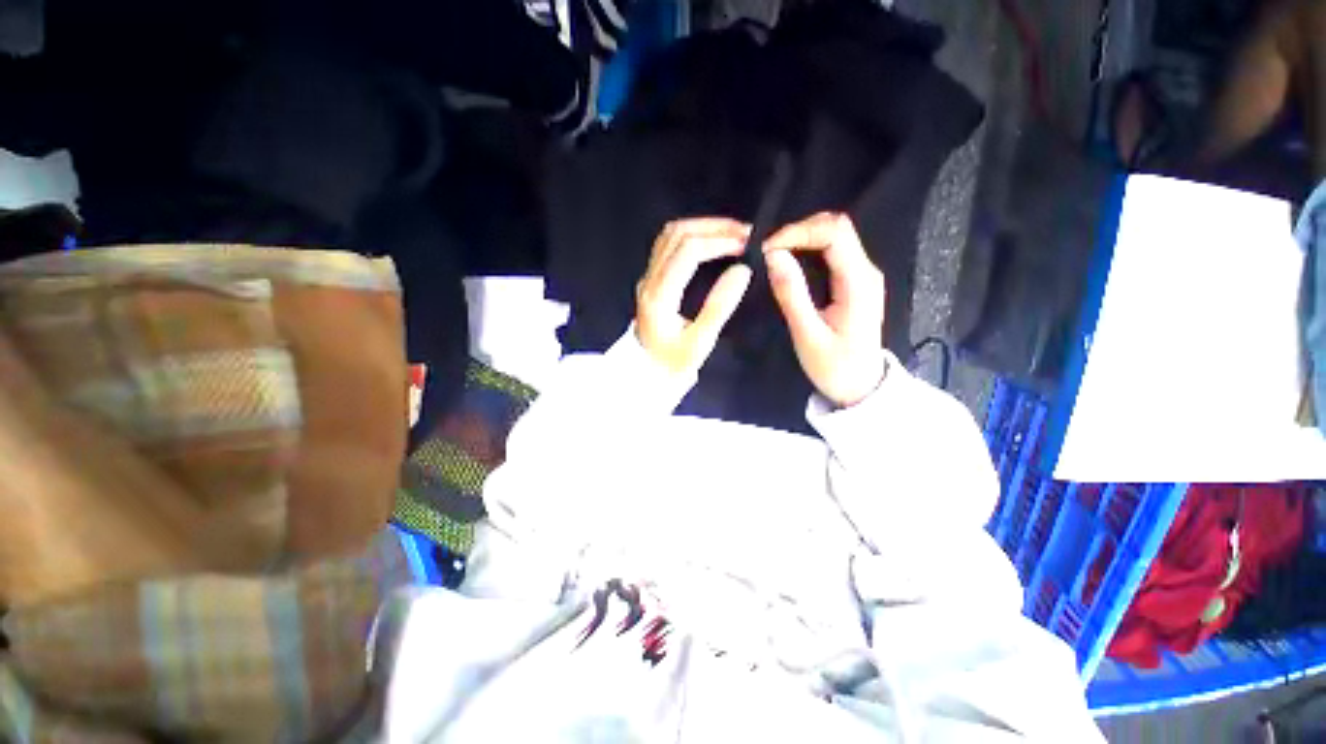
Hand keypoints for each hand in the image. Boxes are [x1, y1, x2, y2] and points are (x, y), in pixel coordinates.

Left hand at [635, 218, 753, 373]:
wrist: (646, 375)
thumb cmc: (673, 364)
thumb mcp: (700, 343)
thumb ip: (719, 306)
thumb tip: (742, 270)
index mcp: (659, 296)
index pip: (687, 252)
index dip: (719, 241)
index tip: (746, 245)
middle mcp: (649, 280)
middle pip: (677, 234)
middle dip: (714, 228)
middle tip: (744, 233)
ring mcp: (648, 277)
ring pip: (670, 236)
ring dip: (702, 228)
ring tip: (731, 233)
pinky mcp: (651, 279)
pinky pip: (668, 245)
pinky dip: (692, 236)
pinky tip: (711, 243)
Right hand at [764, 212, 887, 407]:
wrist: (861, 387)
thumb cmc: (835, 366)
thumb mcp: (808, 335)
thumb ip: (792, 294)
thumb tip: (773, 256)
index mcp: (859, 282)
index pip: (834, 233)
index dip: (798, 232)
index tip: (768, 250)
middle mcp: (866, 270)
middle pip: (837, 227)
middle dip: (800, 230)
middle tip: (769, 251)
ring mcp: (862, 274)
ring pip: (835, 235)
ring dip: (803, 237)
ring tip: (774, 254)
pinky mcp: (854, 281)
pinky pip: (832, 251)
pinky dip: (808, 248)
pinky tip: (790, 261)